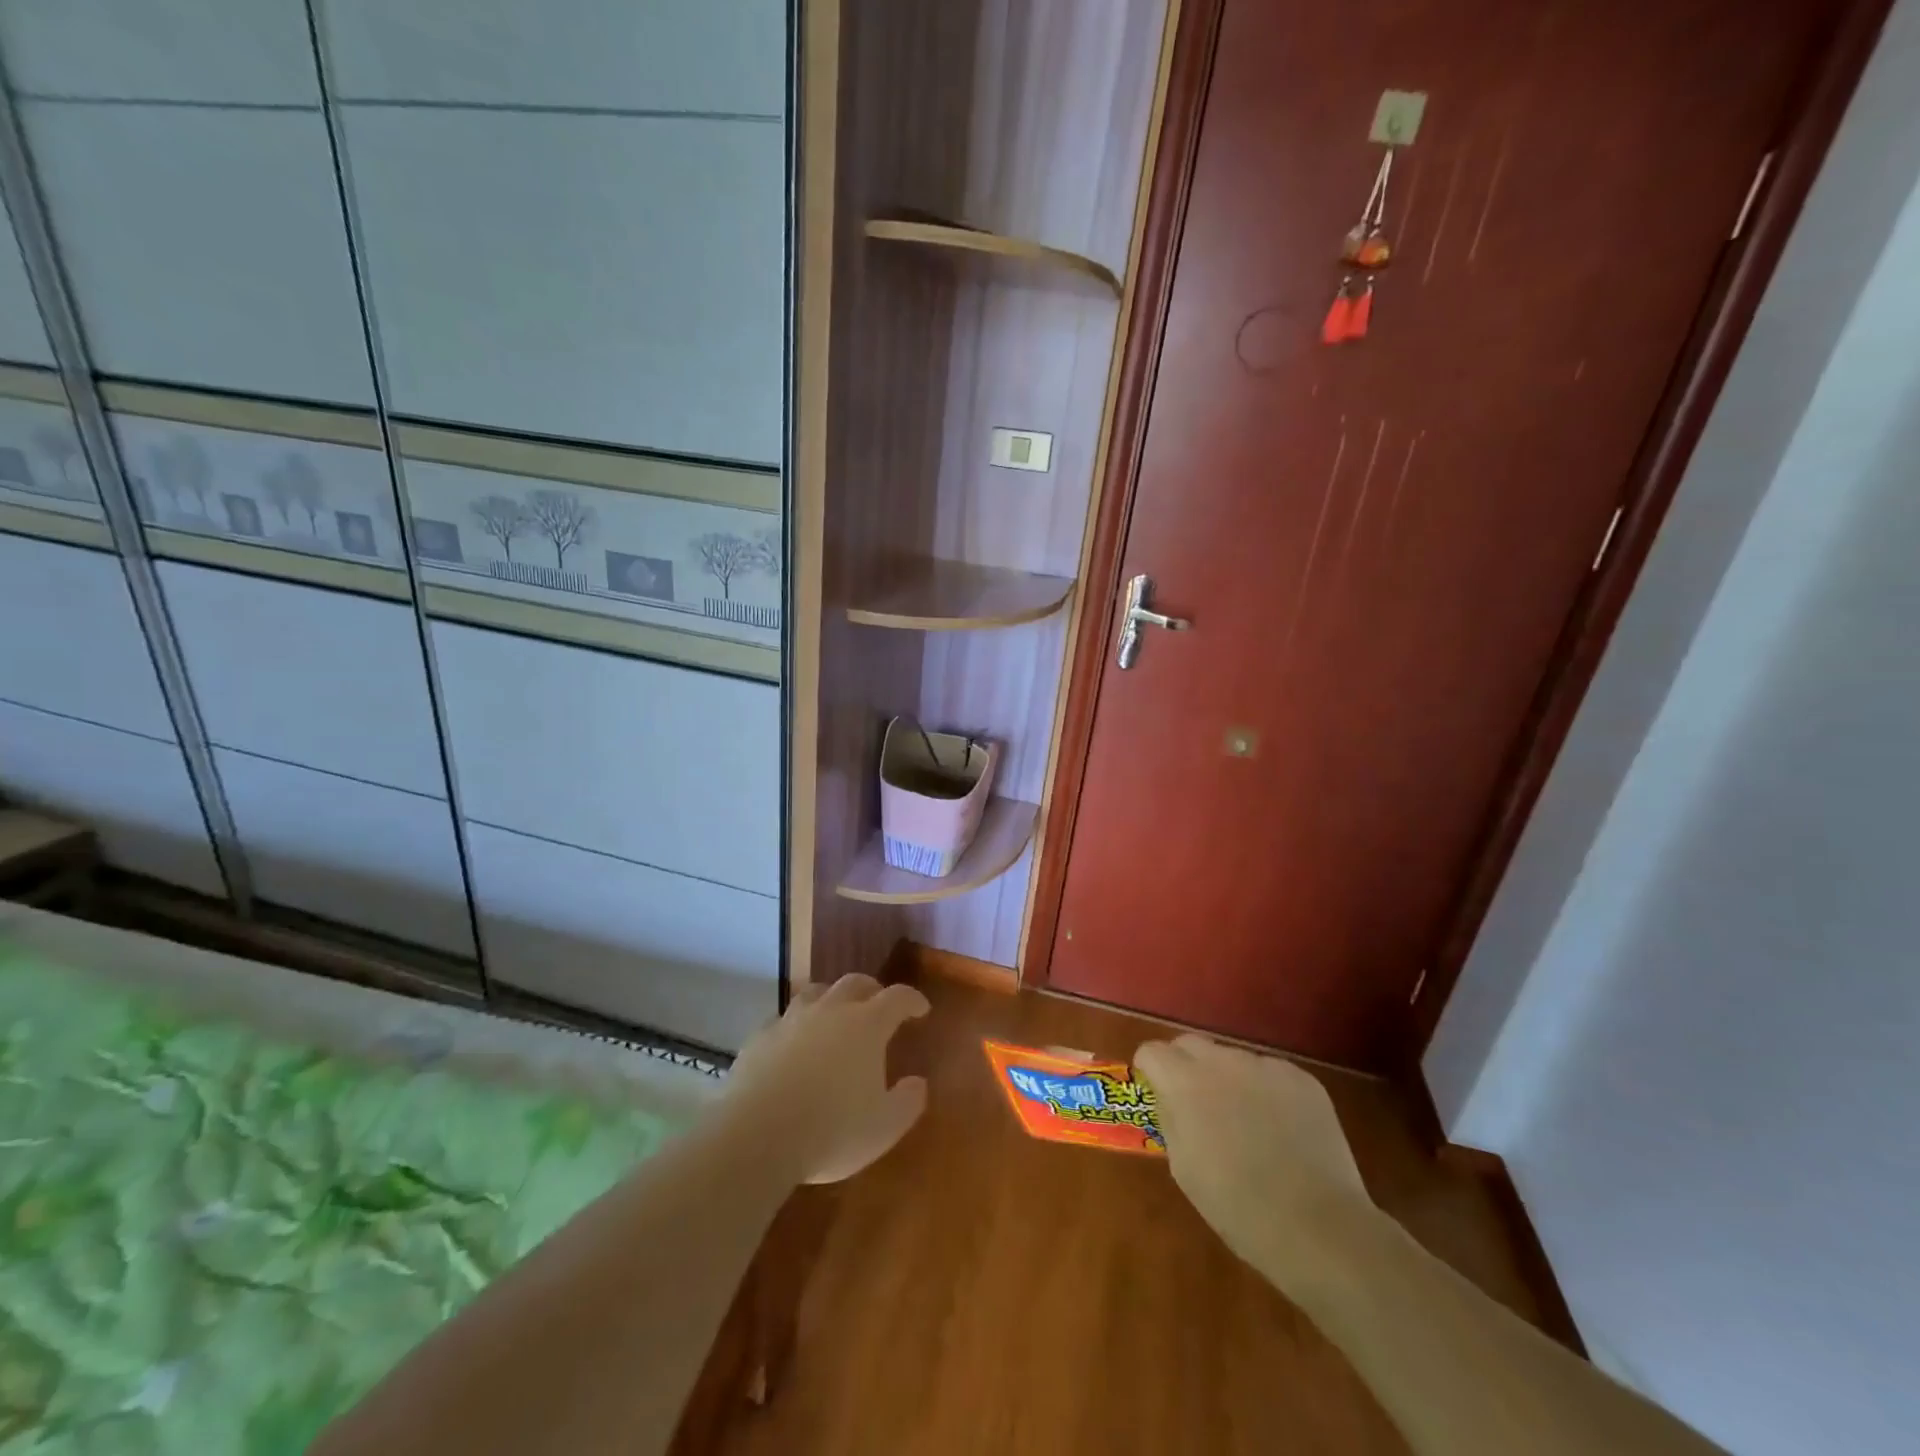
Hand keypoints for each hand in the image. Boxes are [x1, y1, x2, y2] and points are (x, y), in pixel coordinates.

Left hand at [722, 974, 929, 1184]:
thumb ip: (907, 1102)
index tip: (921, 1009)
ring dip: (831, 998)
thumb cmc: (831, 1131)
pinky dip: (795, 1024)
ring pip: (816, 992)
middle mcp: (831, 1010)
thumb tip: (918, 1083)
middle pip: (855, 983)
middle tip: (878, 1005)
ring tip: (835, 1015)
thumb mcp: (884, 1128)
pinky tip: (793, 1041)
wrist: (756, 1135)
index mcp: (867, 1025)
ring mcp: (792, 1019)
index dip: (912, 1000)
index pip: (898, 998)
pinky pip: (783, 1018)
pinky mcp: (760, 1036)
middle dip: (872, 990)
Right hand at [1135, 1034, 1370, 1279]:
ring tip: (1247, 1121)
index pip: (1153, 1051)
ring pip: (1233, 1058)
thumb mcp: (1183, 1168)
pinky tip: (1281, 1129)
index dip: (1151, 1070)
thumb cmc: (1239, 1207)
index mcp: (1186, 1083)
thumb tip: (1169, 1097)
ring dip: (1228, 1078)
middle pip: (1191, 1044)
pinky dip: (1266, 1091)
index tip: (1158, 1093)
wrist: (1319, 1227)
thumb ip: (1170, 1119)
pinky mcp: (1302, 1079)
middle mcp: (1223, 1061)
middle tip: (1197, 1104)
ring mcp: (1266, 1066)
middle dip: (1185, 1065)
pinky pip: (1271, 1073)